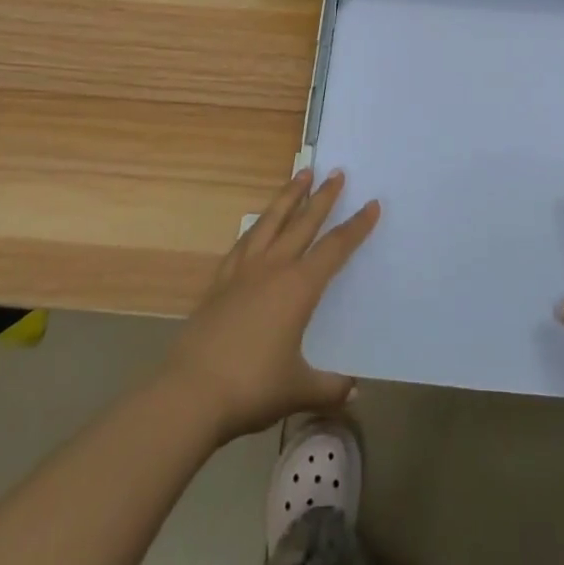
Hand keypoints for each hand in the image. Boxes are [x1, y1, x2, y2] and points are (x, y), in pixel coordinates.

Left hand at [162, 169, 379, 443]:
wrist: (191, 392)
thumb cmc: (251, 388)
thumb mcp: (298, 390)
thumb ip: (329, 388)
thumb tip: (354, 392)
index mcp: (299, 288)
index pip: (335, 249)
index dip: (356, 227)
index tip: (372, 204)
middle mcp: (274, 268)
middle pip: (304, 223)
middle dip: (323, 197)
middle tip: (337, 172)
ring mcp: (244, 270)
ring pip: (272, 220)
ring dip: (289, 195)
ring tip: (302, 174)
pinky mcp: (220, 280)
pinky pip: (244, 241)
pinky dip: (258, 224)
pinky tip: (260, 222)